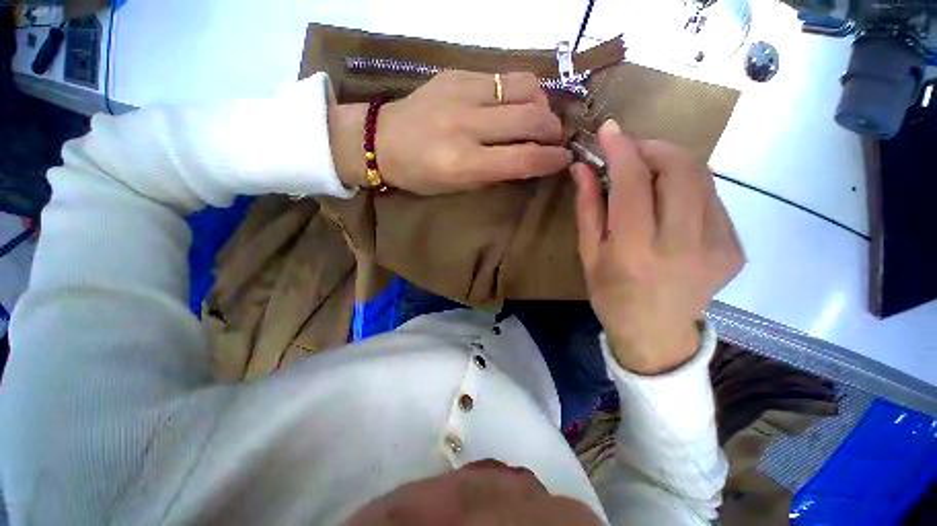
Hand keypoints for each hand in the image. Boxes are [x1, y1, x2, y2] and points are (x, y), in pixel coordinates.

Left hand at [330, 71, 571, 194]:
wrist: (381, 140)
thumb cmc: (419, 174)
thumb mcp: (457, 186)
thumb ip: (494, 173)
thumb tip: (529, 160)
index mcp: (462, 162)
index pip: (522, 159)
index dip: (551, 159)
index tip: (564, 159)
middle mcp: (466, 124)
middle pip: (530, 119)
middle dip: (553, 130)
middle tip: (556, 139)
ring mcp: (462, 92)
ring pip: (525, 87)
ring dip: (542, 105)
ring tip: (539, 118)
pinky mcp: (457, 73)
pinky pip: (505, 77)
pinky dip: (521, 92)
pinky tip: (516, 105)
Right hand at [572, 120, 744, 374]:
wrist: (655, 334)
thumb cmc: (611, 295)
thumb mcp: (588, 254)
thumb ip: (588, 208)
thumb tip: (582, 168)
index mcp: (636, 251)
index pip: (635, 183)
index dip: (622, 149)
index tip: (609, 130)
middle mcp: (683, 245)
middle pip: (681, 169)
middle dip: (653, 147)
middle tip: (630, 151)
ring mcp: (718, 246)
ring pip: (702, 177)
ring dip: (671, 163)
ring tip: (648, 173)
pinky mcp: (734, 248)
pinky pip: (711, 198)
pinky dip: (687, 186)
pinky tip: (669, 201)